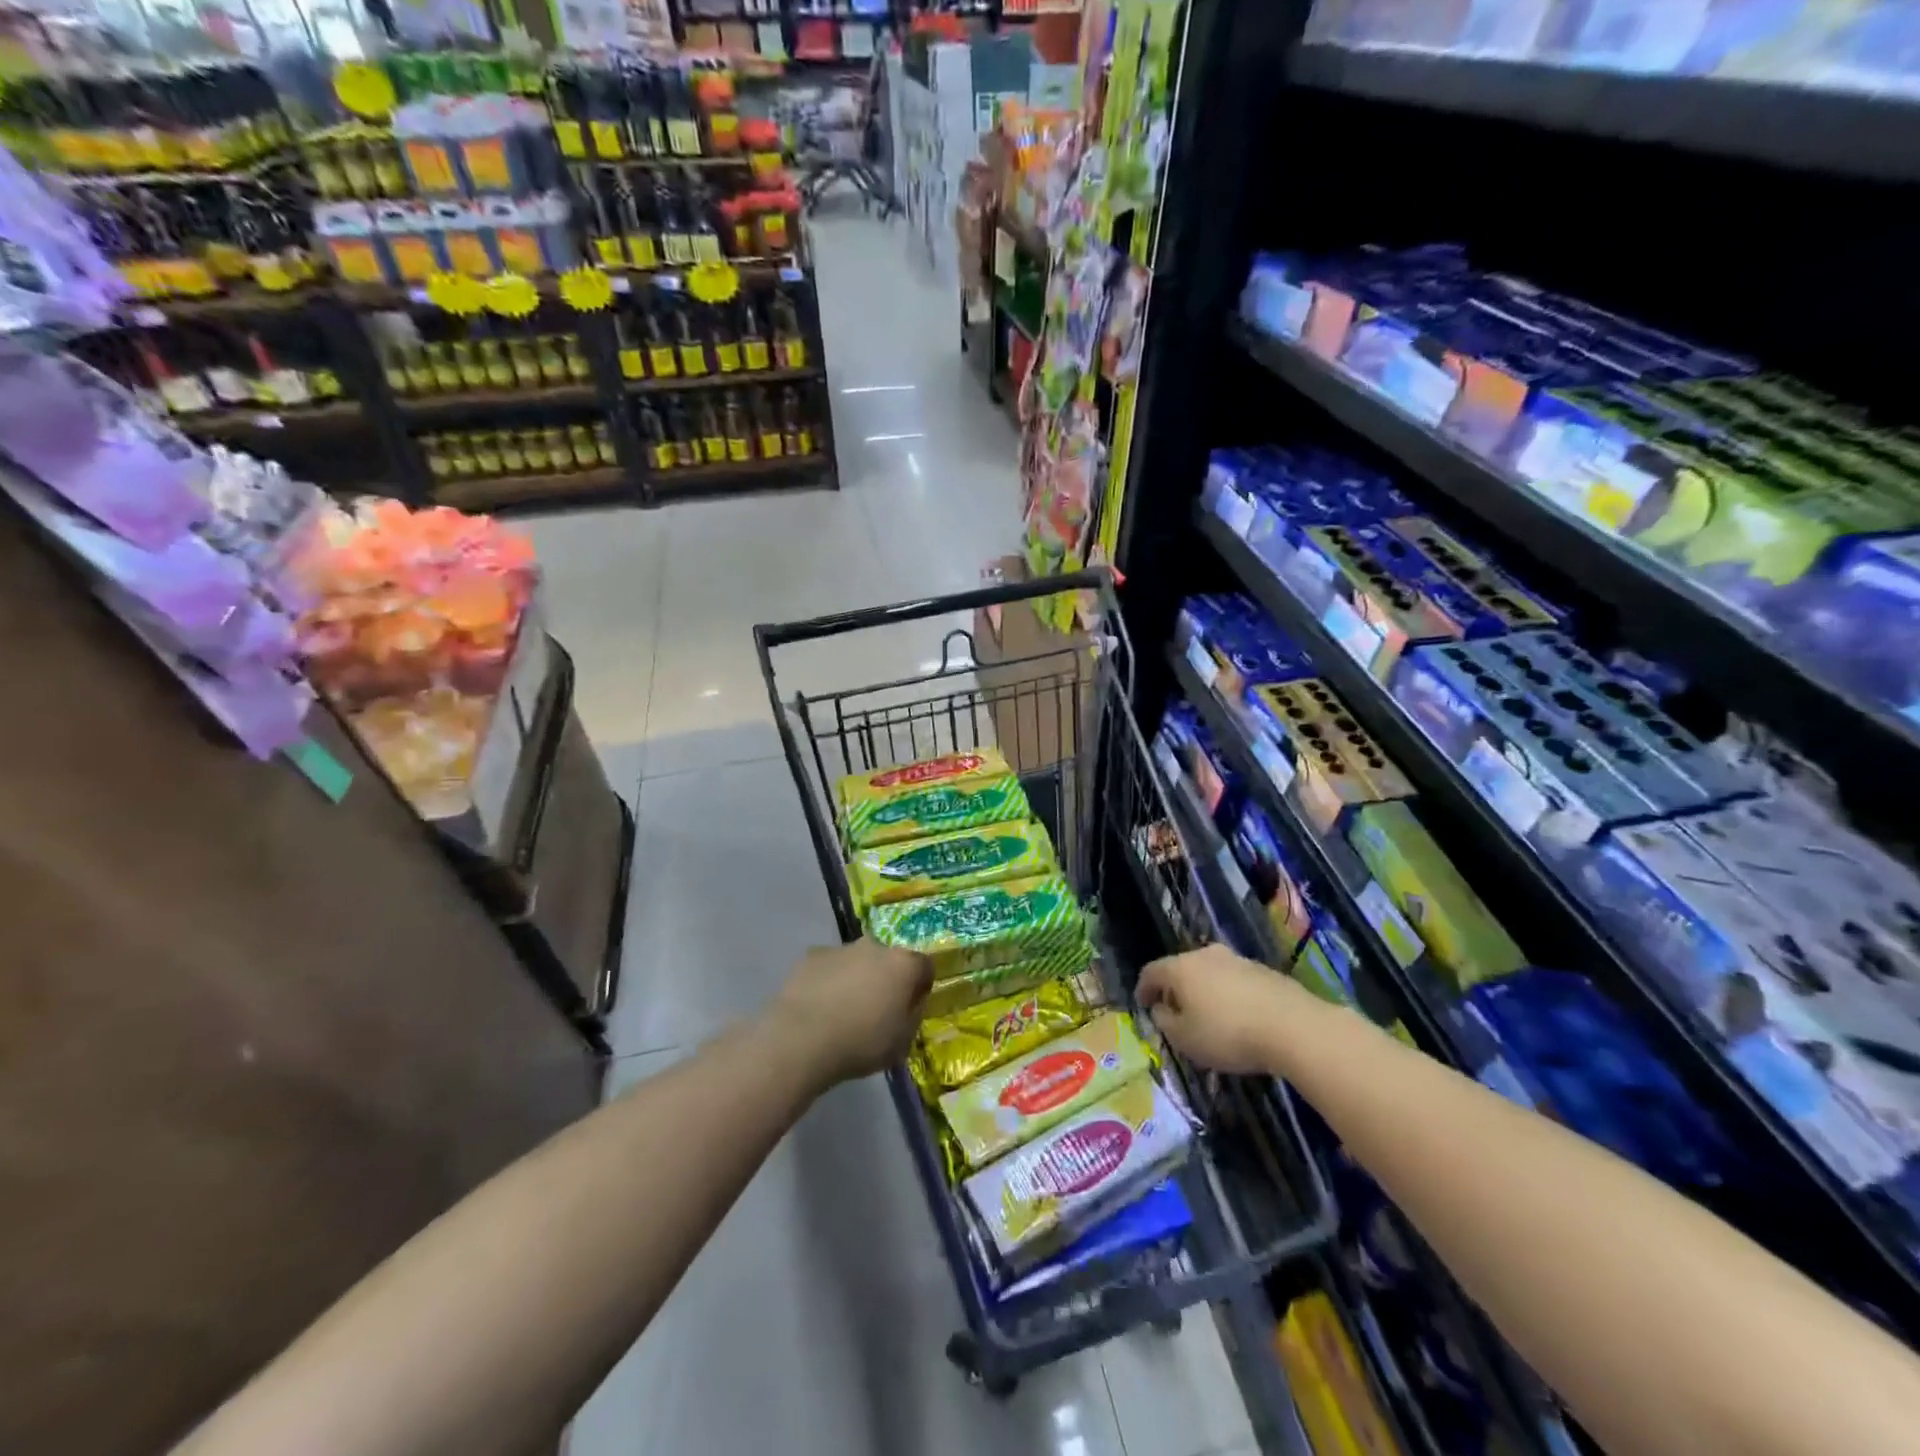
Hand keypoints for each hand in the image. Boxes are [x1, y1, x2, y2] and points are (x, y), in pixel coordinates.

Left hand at [770, 939, 933, 1086]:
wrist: (801, 1039)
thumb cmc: (861, 1043)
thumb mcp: (902, 1042)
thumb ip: (913, 1016)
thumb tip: (911, 1003)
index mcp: (903, 965)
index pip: (925, 966)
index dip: (921, 985)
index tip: (911, 1006)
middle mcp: (875, 947)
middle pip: (888, 959)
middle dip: (886, 979)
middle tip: (876, 1009)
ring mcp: (841, 948)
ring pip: (857, 961)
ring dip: (856, 978)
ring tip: (842, 1010)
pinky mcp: (811, 956)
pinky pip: (828, 966)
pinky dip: (828, 980)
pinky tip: (818, 1006)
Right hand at [1136, 944, 1303, 1074]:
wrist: (1295, 1027)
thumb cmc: (1228, 1034)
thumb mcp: (1185, 1039)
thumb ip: (1165, 1022)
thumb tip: (1161, 1009)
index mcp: (1180, 968)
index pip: (1151, 972)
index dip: (1143, 989)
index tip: (1143, 1006)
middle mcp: (1206, 955)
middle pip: (1181, 968)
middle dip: (1175, 989)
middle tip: (1176, 1012)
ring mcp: (1238, 960)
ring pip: (1210, 973)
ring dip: (1204, 991)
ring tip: (1209, 1016)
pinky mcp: (1265, 971)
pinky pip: (1236, 981)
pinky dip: (1229, 996)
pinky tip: (1238, 1017)